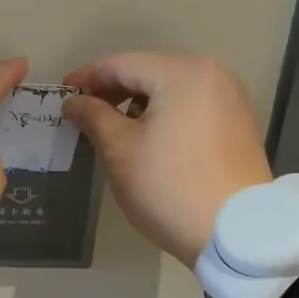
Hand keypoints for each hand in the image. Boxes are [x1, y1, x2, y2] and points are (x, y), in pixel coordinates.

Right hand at [61, 51, 272, 267]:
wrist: (237, 233)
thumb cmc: (169, 185)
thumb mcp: (120, 150)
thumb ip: (93, 117)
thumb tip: (73, 102)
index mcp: (183, 73)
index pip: (122, 64)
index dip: (87, 77)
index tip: (61, 93)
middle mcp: (212, 76)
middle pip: (149, 72)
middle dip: (112, 90)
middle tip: (81, 111)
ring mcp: (230, 100)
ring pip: (170, 90)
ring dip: (136, 103)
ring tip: (109, 126)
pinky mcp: (237, 125)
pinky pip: (189, 107)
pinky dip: (162, 114)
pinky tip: (144, 136)